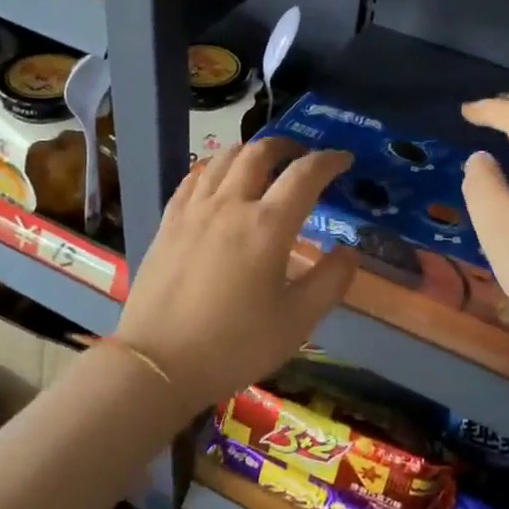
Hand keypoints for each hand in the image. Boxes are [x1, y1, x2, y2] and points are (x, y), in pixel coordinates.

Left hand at [114, 138, 360, 412]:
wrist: (158, 363)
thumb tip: (350, 250)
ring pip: (222, 158)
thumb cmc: (235, 345)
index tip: (344, 160)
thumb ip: (330, 281)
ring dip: (249, 151)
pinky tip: (217, 179)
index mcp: (267, 226)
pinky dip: (214, 167)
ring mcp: (193, 211)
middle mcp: (230, 205)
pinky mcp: (168, 223)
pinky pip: (193, 178)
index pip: (304, 175)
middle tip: (301, 155)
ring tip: (262, 162)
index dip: (328, 161)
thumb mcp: (297, 322)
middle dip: (286, 146)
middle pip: (259, 154)